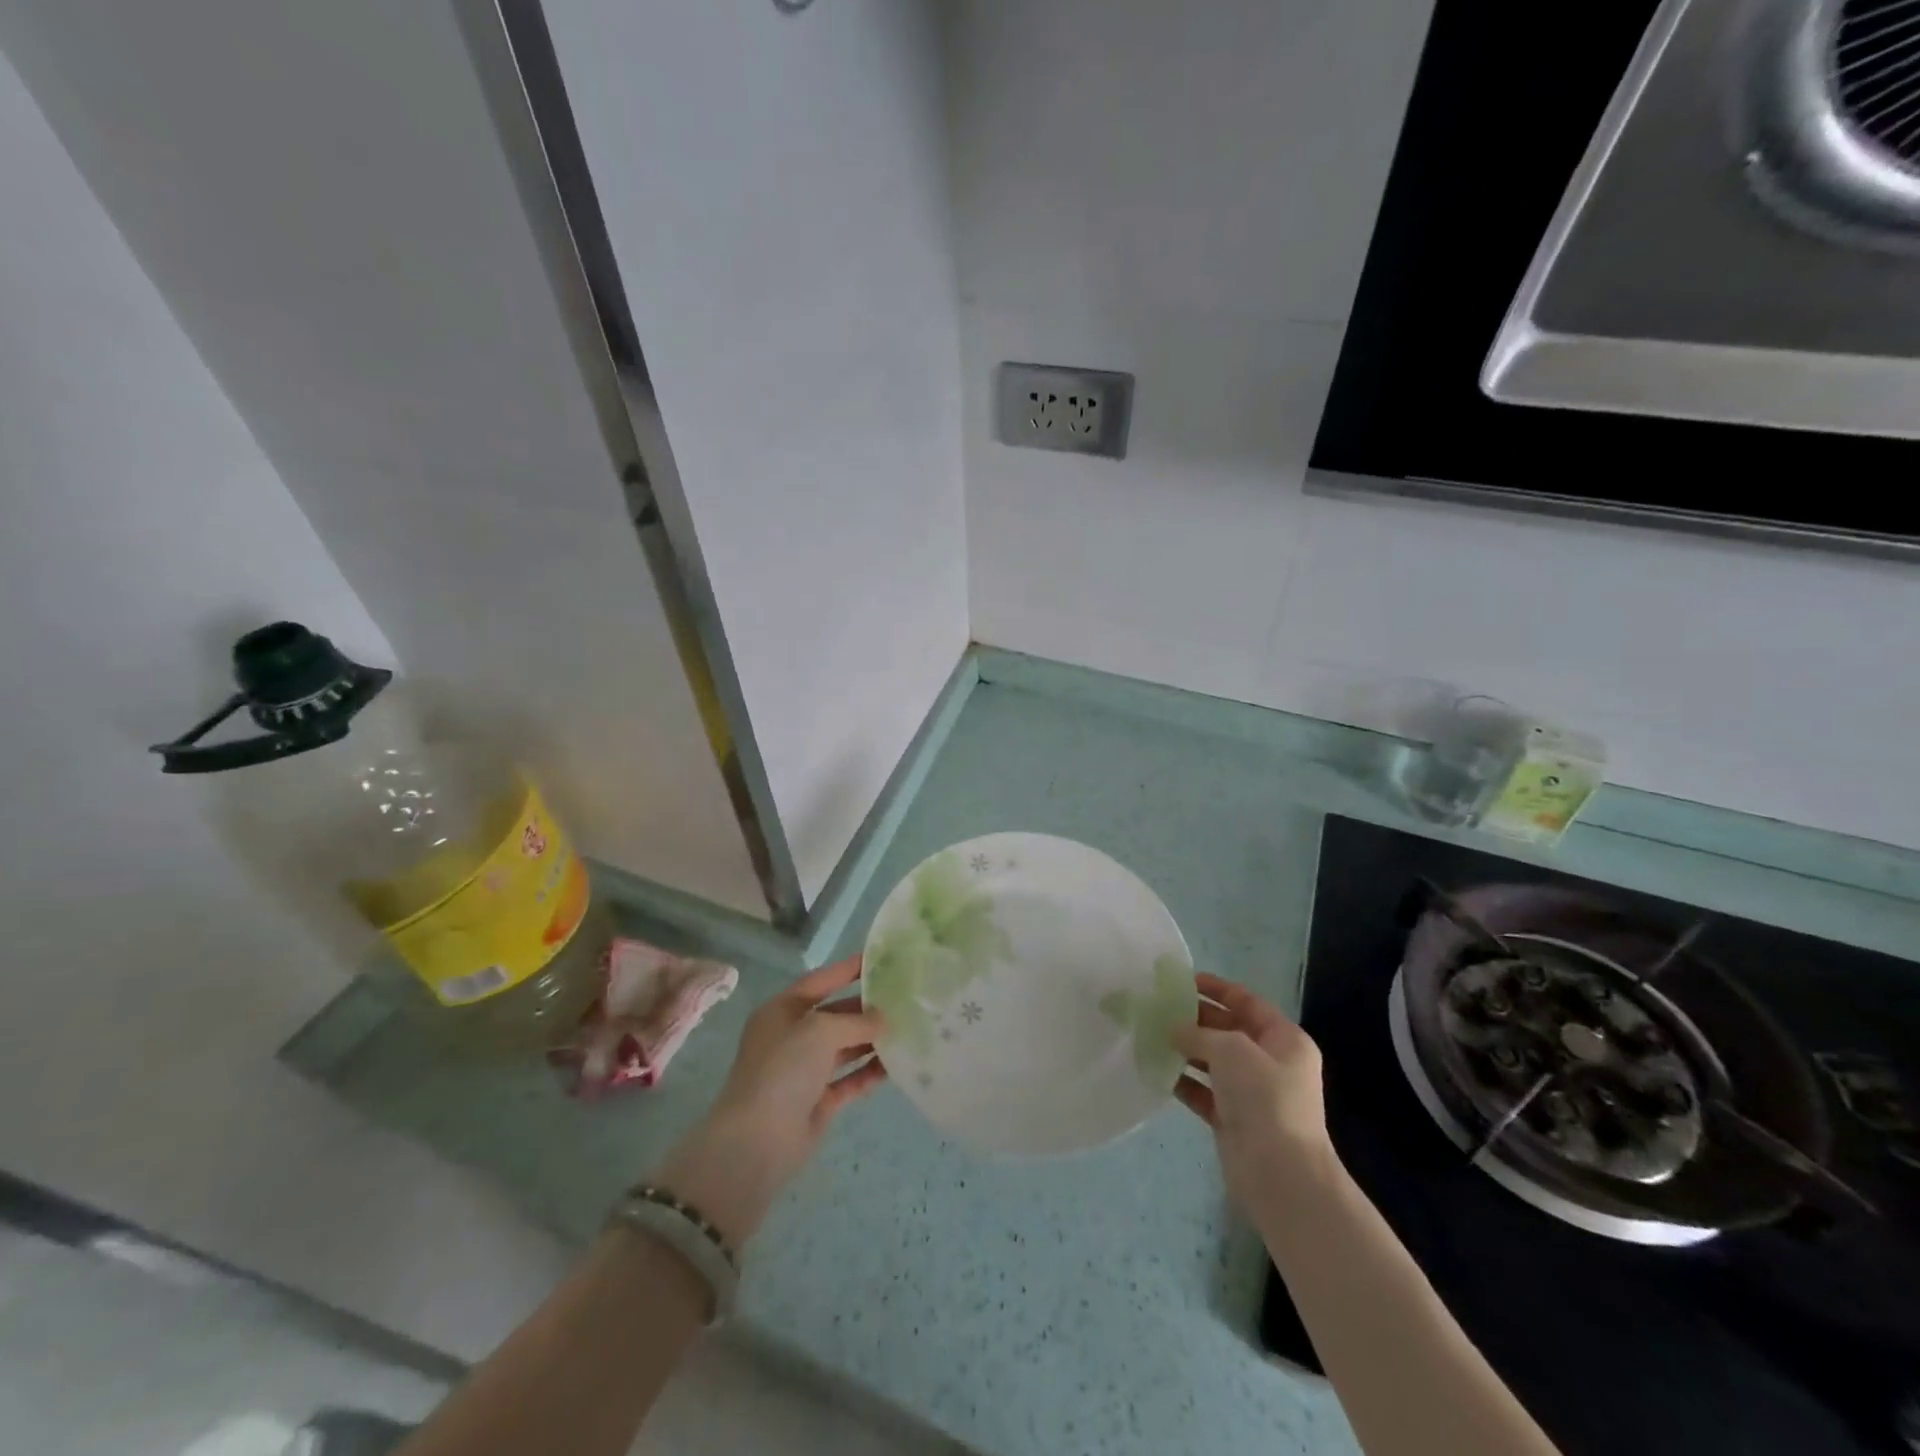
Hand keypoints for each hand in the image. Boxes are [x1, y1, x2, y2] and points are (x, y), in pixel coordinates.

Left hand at [654, 956, 884, 1247]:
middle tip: (904, 999)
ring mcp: (804, 1071)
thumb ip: (856, 1020)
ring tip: (908, 1029)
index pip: (821, 981)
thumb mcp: (820, 1030)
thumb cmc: (783, 1070)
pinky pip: (849, 1080)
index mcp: (782, 1011)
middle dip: (866, 1008)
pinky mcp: (817, 1101)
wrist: (757, 1141)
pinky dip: (869, 1072)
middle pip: (835, 1015)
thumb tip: (883, 1020)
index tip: (881, 959)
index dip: (848, 969)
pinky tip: (895, 1066)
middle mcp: (792, 1037)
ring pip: (845, 1048)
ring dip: (872, 1040)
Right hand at [1172, 973, 1337, 1211]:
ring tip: (1150, 1036)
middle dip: (1195, 1019)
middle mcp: (1270, 1063)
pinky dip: (1183, 1081)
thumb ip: (1199, 1033)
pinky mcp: (1233, 1119)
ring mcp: (1252, 1093)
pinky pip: (1203, 1091)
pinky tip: (1157, 1071)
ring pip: (1213, 1061)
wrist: (1280, 1174)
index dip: (1216, 988)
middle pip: (1228, 1030)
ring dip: (1185, 1050)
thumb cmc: (1264, 1098)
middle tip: (1158, 1008)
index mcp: (1284, 1039)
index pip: (1247, 1002)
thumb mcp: (1231, 1050)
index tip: (1182, 980)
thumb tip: (1174, 1030)